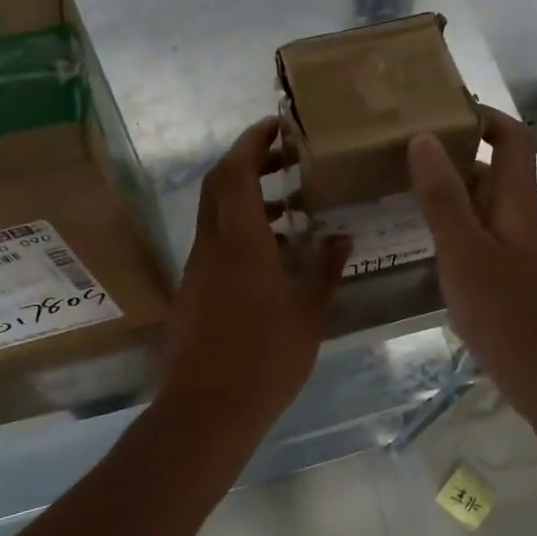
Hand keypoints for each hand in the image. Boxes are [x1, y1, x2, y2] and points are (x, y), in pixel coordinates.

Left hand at [161, 117, 350, 432]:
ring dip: (249, 201)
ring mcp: (198, 269)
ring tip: (293, 207)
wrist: (207, 410)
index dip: (252, 142)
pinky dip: (242, 233)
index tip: (277, 125)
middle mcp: (211, 246)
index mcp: (239, 241)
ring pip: (217, 216)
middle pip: (219, 186)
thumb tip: (341, 237)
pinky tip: (276, 256)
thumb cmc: (265, 357)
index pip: (235, 171)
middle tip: (286, 158)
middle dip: (248, 163)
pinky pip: (217, 245)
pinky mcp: (195, 292)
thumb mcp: (309, 312)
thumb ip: (326, 269)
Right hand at [408, 107, 536, 415]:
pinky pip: (484, 242)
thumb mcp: (464, 253)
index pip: (513, 140)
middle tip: (406, 153)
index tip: (444, 108)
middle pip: (496, 174)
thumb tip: (425, 137)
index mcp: (516, 205)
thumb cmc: (508, 314)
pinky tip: (430, 249)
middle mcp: (523, 222)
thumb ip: (442, 198)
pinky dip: (457, 232)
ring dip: (453, 196)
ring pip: (487, 210)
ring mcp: (522, 256)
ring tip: (405, 194)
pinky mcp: (516, 285)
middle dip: (457, 156)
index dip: (485, 117)